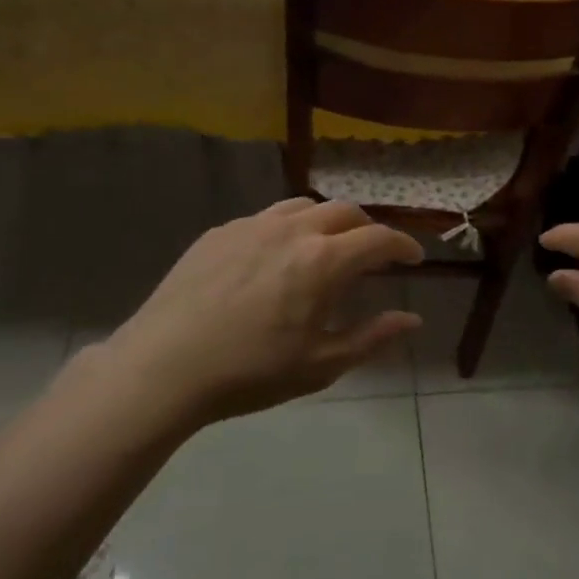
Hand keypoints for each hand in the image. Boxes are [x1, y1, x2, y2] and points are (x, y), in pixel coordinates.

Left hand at [107, 197, 422, 427]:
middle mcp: (293, 229)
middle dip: (367, 228)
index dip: (403, 245)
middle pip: (344, 211)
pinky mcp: (220, 231)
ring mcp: (253, 224)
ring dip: (327, 221)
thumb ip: (373, 337)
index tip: (414, 257)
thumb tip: (413, 318)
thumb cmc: (250, 372)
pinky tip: (275, 256)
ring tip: (326, 246)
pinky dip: (287, 228)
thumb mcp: (320, 364)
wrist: (163, 367)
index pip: (379, 238)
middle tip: (373, 253)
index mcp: (323, 260)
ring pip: (304, 206)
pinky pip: (266, 217)